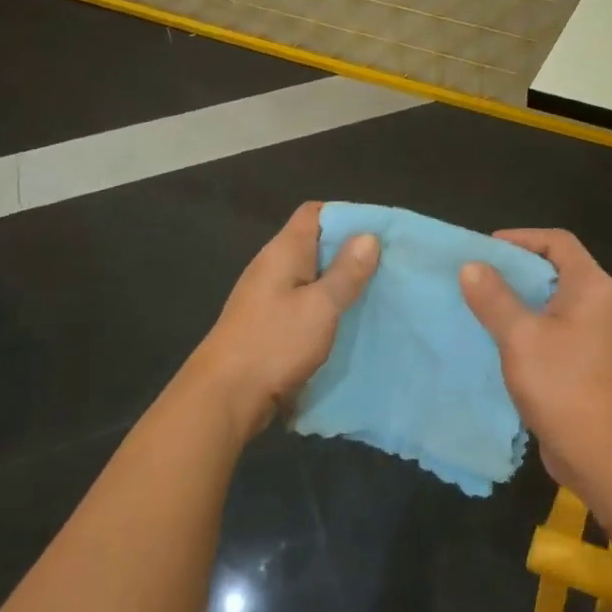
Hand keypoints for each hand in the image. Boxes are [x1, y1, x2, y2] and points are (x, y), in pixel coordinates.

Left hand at [186, 202, 378, 441]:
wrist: (224, 398)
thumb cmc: (274, 344)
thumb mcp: (320, 307)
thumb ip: (346, 272)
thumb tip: (369, 236)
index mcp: (283, 252)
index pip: (314, 213)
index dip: (346, 215)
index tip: (377, 232)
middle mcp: (274, 267)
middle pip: (316, 244)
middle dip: (350, 252)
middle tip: (387, 264)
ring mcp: (268, 297)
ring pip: (312, 276)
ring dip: (340, 282)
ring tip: (376, 291)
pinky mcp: (269, 324)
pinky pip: (305, 303)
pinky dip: (327, 307)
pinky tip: (349, 321)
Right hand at [459, 229, 611, 505]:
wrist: (601, 452)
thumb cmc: (562, 385)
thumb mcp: (520, 336)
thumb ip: (494, 298)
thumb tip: (471, 266)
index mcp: (590, 285)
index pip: (557, 241)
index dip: (521, 238)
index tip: (485, 249)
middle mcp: (596, 302)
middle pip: (553, 268)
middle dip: (513, 269)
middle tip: (475, 276)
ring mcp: (592, 333)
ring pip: (549, 301)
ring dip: (516, 300)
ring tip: (478, 304)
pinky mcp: (582, 360)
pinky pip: (550, 329)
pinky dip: (524, 326)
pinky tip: (496, 339)